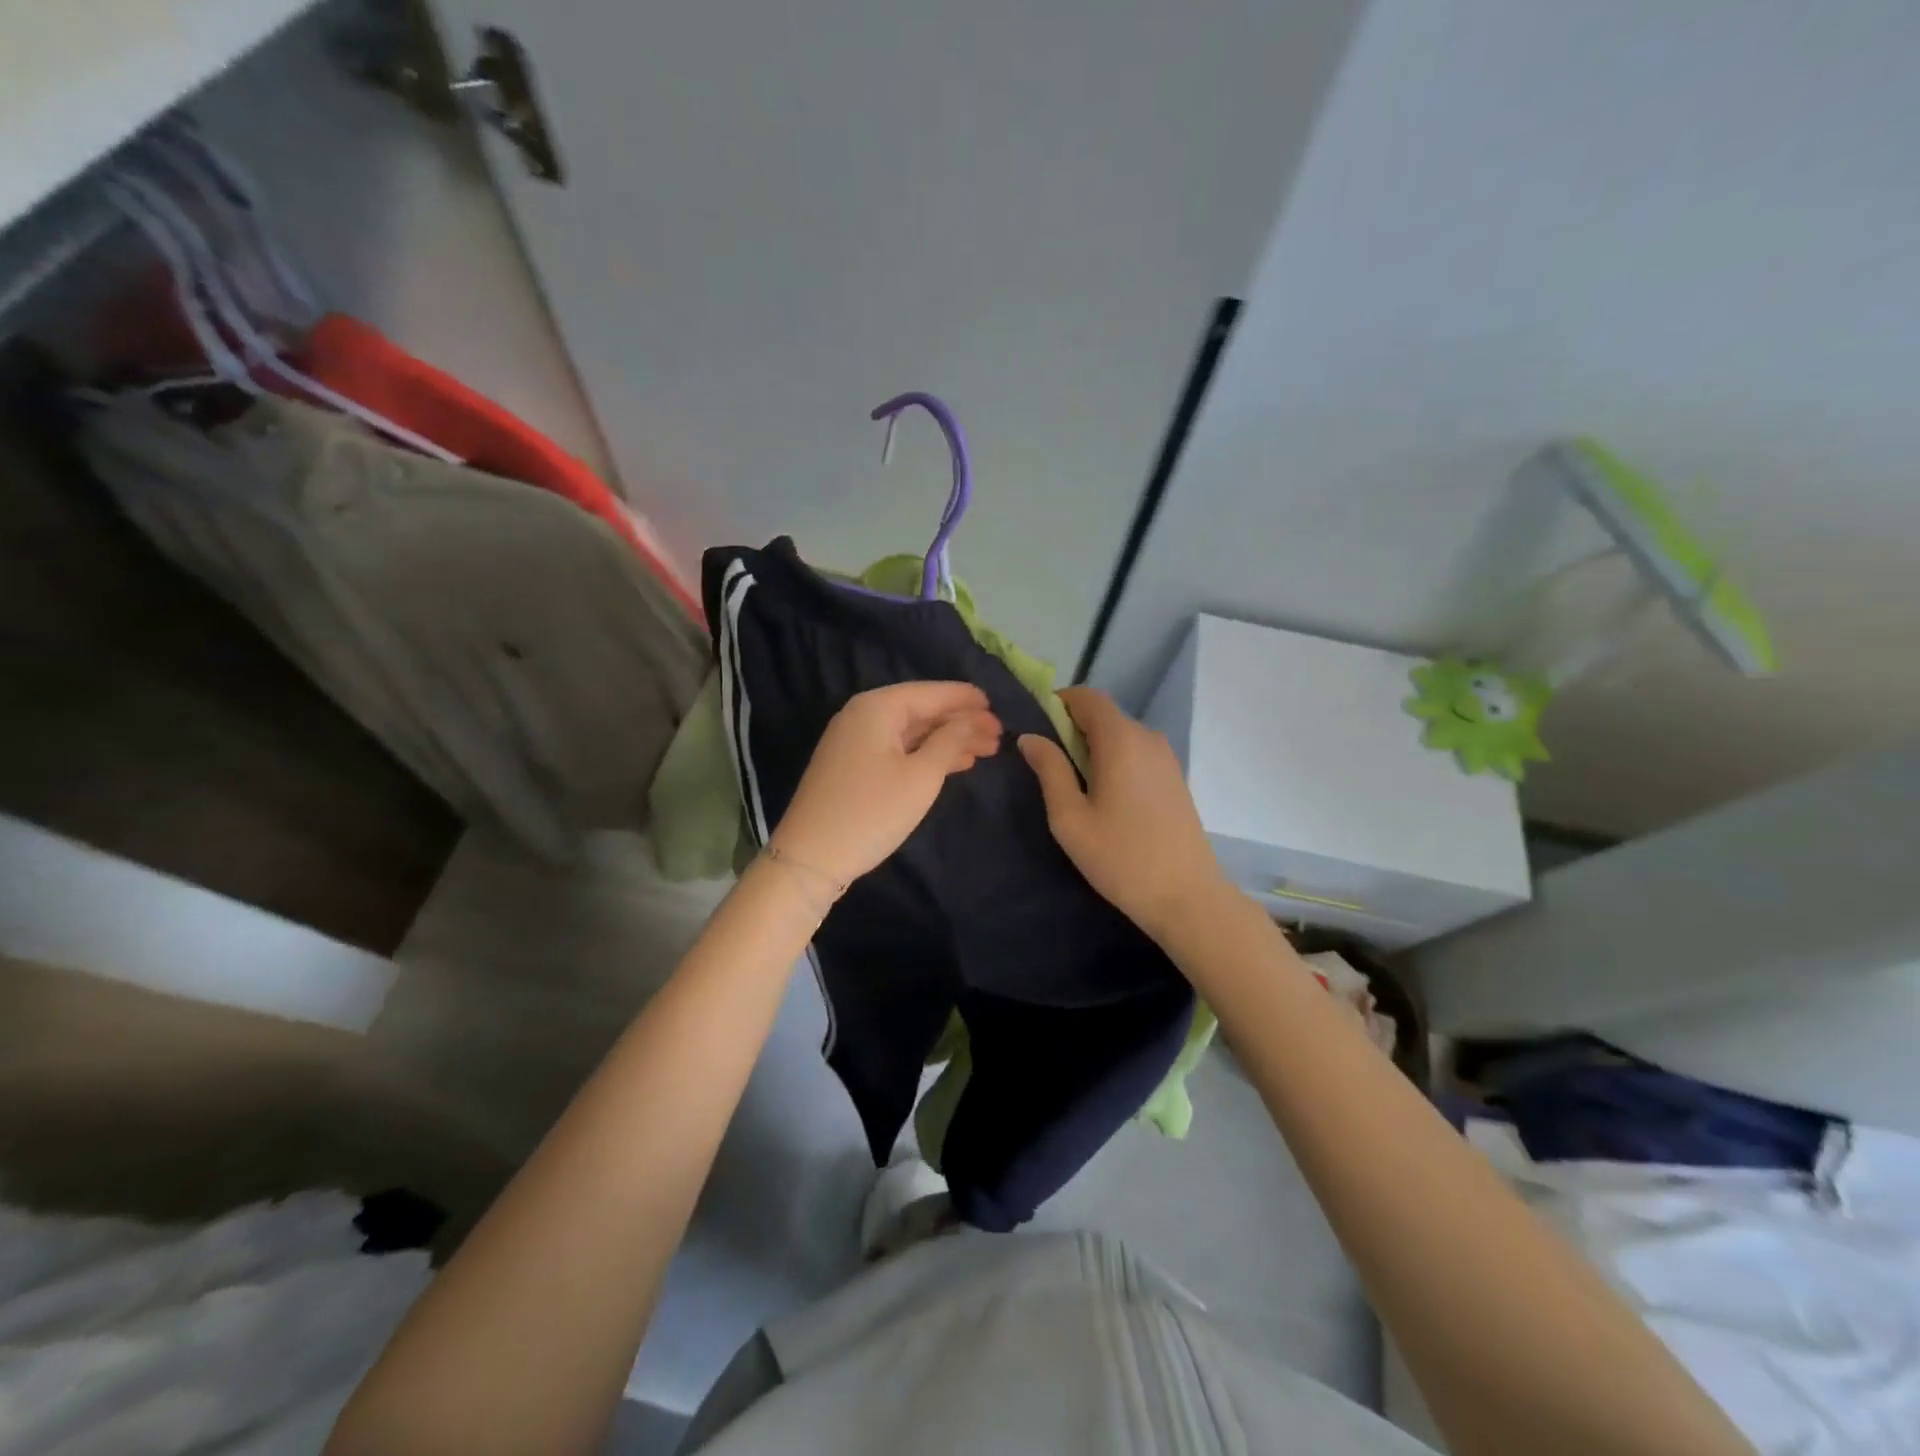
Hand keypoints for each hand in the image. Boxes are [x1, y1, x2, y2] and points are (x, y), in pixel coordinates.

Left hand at [771, 682, 1001, 884]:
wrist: (810, 857)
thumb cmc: (871, 812)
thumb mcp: (921, 776)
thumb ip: (950, 741)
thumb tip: (970, 719)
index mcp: (877, 707)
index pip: (931, 693)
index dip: (966, 699)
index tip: (997, 706)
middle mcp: (862, 715)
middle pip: (921, 711)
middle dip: (961, 722)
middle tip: (999, 736)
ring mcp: (854, 741)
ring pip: (911, 732)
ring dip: (948, 740)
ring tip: (986, 750)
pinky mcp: (852, 766)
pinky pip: (898, 749)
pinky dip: (926, 754)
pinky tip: (954, 764)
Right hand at [1018, 686, 1230, 945]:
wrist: (1187, 897)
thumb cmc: (1120, 858)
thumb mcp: (1070, 817)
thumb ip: (1049, 770)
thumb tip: (1030, 737)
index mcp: (1121, 740)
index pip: (1087, 697)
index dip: (1058, 703)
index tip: (1037, 729)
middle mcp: (1148, 737)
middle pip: (1104, 715)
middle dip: (1072, 728)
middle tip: (1048, 766)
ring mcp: (1166, 758)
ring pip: (1121, 735)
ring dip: (1094, 747)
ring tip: (1074, 787)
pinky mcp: (1175, 778)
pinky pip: (1137, 753)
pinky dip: (1115, 761)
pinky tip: (1105, 798)